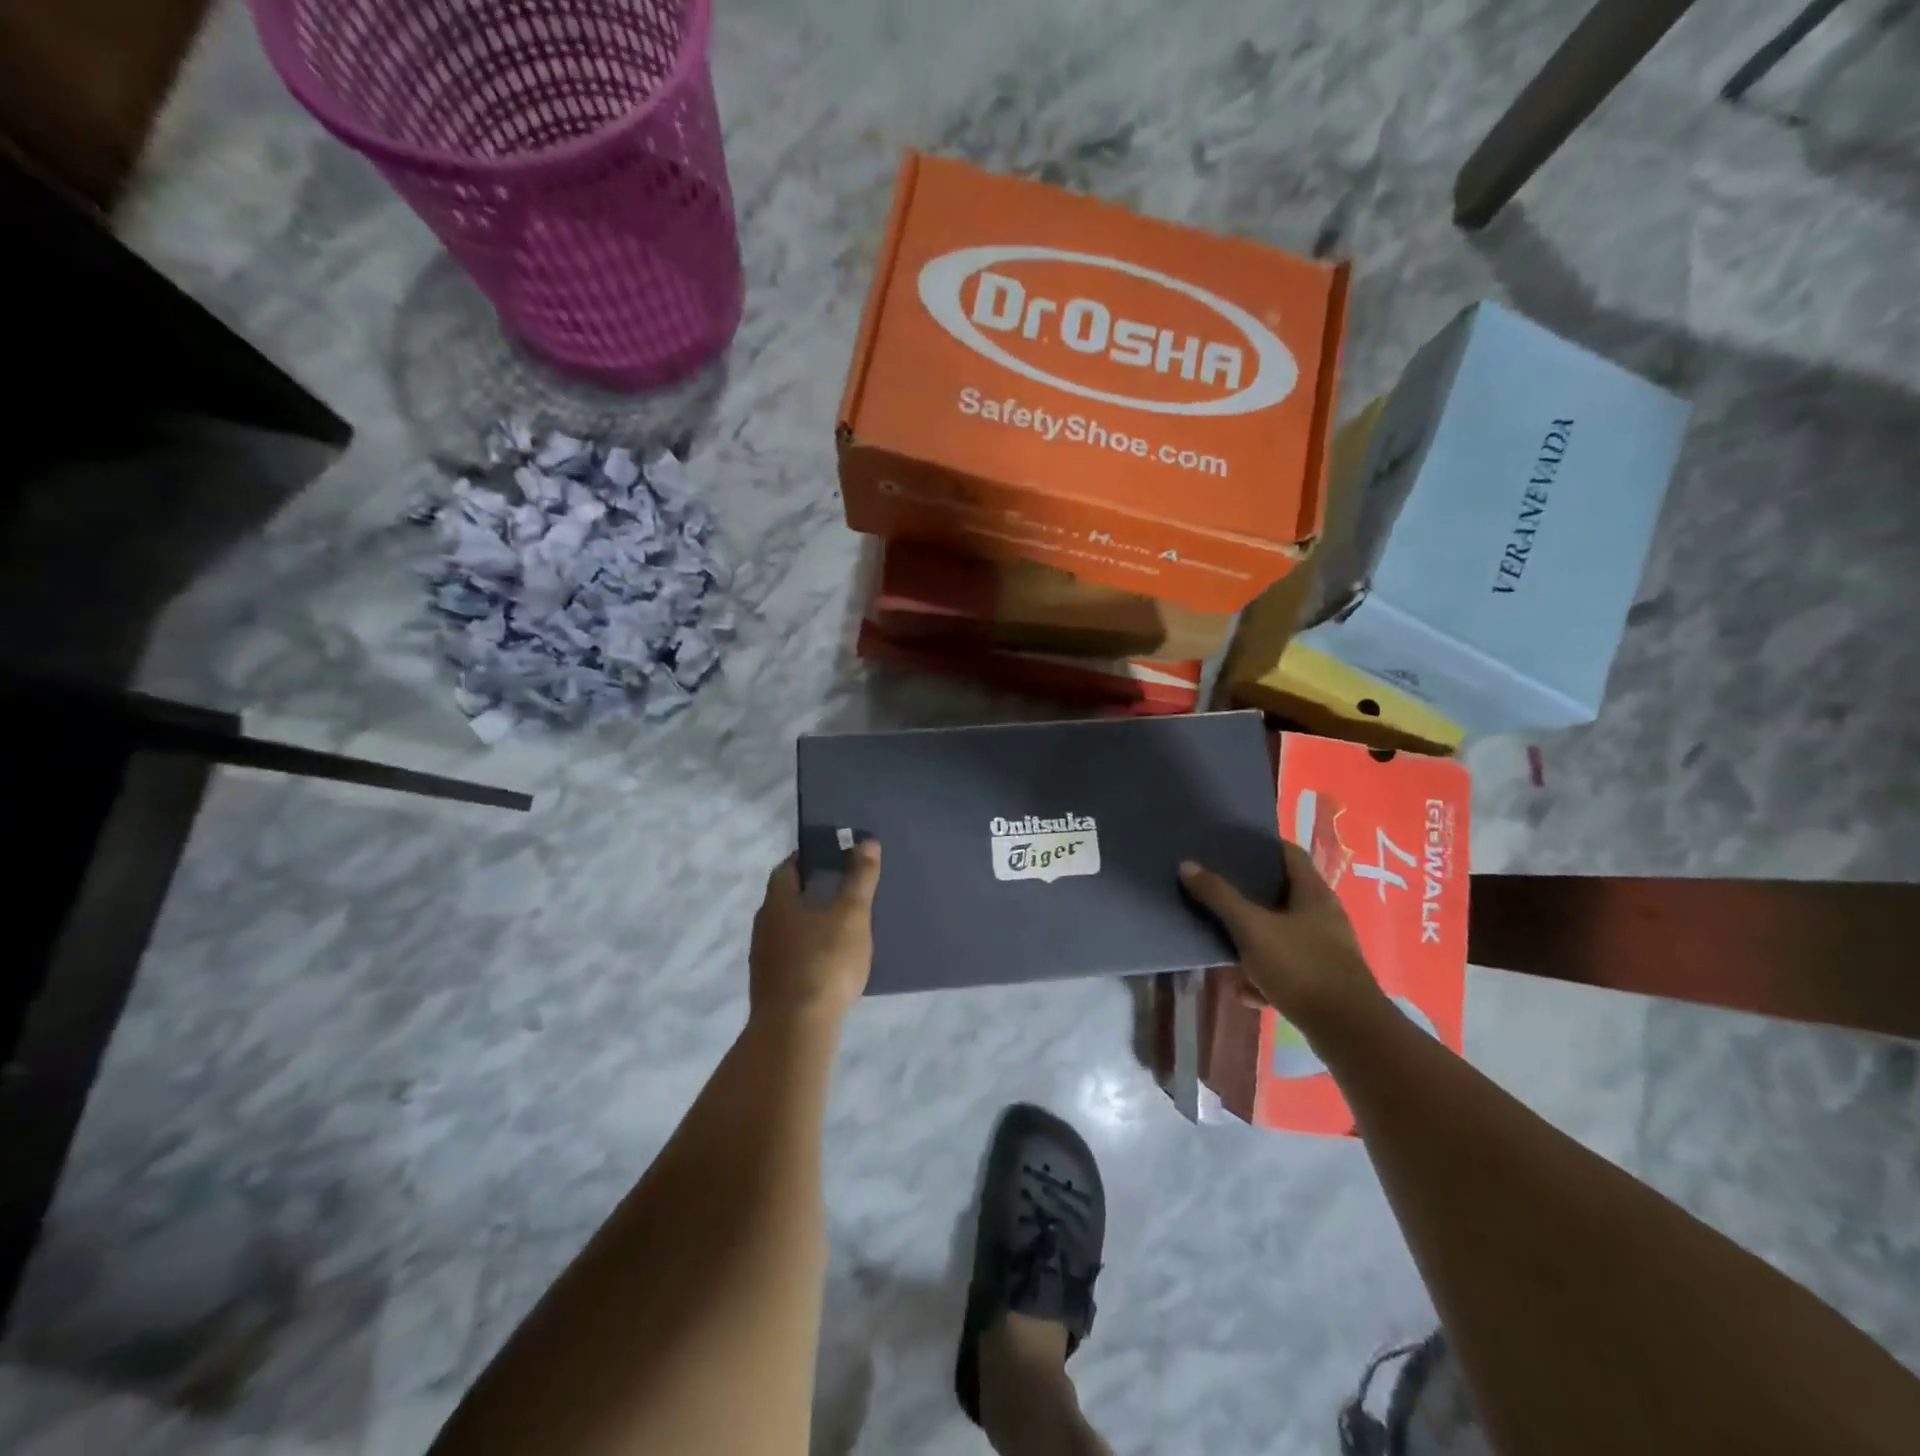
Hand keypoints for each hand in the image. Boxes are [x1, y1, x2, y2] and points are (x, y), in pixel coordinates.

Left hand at [749, 843, 882, 1024]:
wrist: (796, 1028)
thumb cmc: (824, 961)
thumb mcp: (852, 915)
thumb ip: (860, 878)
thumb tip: (866, 842)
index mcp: (778, 902)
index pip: (786, 868)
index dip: (807, 859)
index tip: (831, 857)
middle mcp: (763, 925)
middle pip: (784, 898)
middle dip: (809, 891)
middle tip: (841, 890)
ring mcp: (763, 959)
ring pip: (786, 929)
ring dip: (807, 923)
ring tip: (839, 927)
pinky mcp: (769, 986)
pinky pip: (789, 956)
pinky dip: (806, 951)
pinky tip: (827, 963)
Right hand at [1178, 840, 1383, 1030]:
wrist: (1348, 1032)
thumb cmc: (1301, 967)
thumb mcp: (1252, 929)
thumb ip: (1219, 897)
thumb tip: (1186, 865)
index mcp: (1314, 894)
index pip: (1289, 854)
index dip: (1261, 846)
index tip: (1231, 846)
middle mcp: (1324, 916)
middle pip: (1281, 894)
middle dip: (1248, 897)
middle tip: (1216, 891)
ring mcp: (1326, 950)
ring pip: (1281, 935)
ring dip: (1253, 941)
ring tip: (1224, 946)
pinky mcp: (1322, 982)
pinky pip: (1286, 969)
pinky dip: (1265, 977)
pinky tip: (1247, 991)